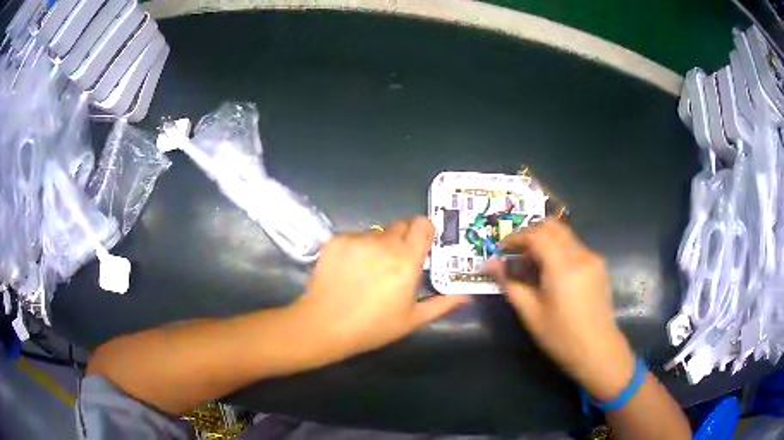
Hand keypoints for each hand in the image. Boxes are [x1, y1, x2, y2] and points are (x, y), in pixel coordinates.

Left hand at [290, 217, 470, 360]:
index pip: (422, 224)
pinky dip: (356, 248)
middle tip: (396, 263)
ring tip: (368, 271)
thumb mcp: (412, 320)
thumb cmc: (373, 327)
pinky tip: (349, 270)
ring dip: (378, 245)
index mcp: (406, 260)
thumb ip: (443, 304)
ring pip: (375, 232)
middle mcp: (383, 243)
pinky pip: (354, 236)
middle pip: (400, 226)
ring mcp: (357, 239)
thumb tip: (468, 295)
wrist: (324, 325)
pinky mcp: (336, 241)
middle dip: (402, 239)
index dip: (424, 231)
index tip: (422, 245)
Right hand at [486, 220, 634, 400]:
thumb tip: (490, 264)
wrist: (597, 349)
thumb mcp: (530, 313)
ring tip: (532, 264)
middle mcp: (581, 254)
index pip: (536, 235)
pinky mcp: (599, 265)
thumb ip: (510, 283)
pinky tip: (552, 272)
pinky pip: (575, 246)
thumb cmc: (561, 336)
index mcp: (563, 266)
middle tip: (516, 253)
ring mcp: (593, 258)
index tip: (501, 250)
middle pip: (553, 227)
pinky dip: (559, 249)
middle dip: (531, 233)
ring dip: (545, 240)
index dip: (516, 237)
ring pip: (565, 234)